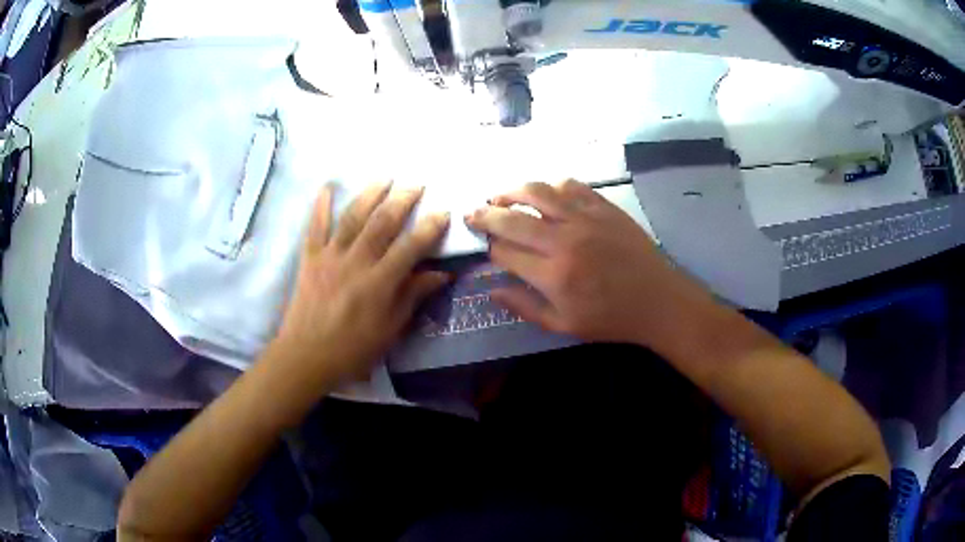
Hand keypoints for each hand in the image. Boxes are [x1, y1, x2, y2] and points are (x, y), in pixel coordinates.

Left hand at [273, 182, 450, 384]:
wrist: (306, 356)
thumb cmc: (352, 349)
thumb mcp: (390, 330)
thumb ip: (412, 297)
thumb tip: (441, 274)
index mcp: (379, 283)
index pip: (410, 247)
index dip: (429, 228)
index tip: (443, 212)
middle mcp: (356, 262)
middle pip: (382, 223)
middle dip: (402, 200)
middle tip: (416, 184)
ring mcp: (330, 256)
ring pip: (352, 217)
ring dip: (370, 194)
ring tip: (385, 178)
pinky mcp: (310, 258)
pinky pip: (316, 227)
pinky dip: (321, 206)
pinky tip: (328, 186)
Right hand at [465, 180, 714, 346]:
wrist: (658, 300)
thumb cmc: (611, 318)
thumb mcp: (563, 325)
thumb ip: (524, 307)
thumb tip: (491, 290)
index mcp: (552, 274)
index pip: (504, 252)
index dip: (489, 249)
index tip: (486, 248)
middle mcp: (564, 240)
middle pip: (512, 218)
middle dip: (485, 215)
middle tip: (472, 212)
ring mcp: (585, 218)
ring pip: (538, 192)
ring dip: (512, 191)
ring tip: (500, 196)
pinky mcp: (603, 207)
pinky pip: (571, 185)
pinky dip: (551, 186)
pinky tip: (544, 193)